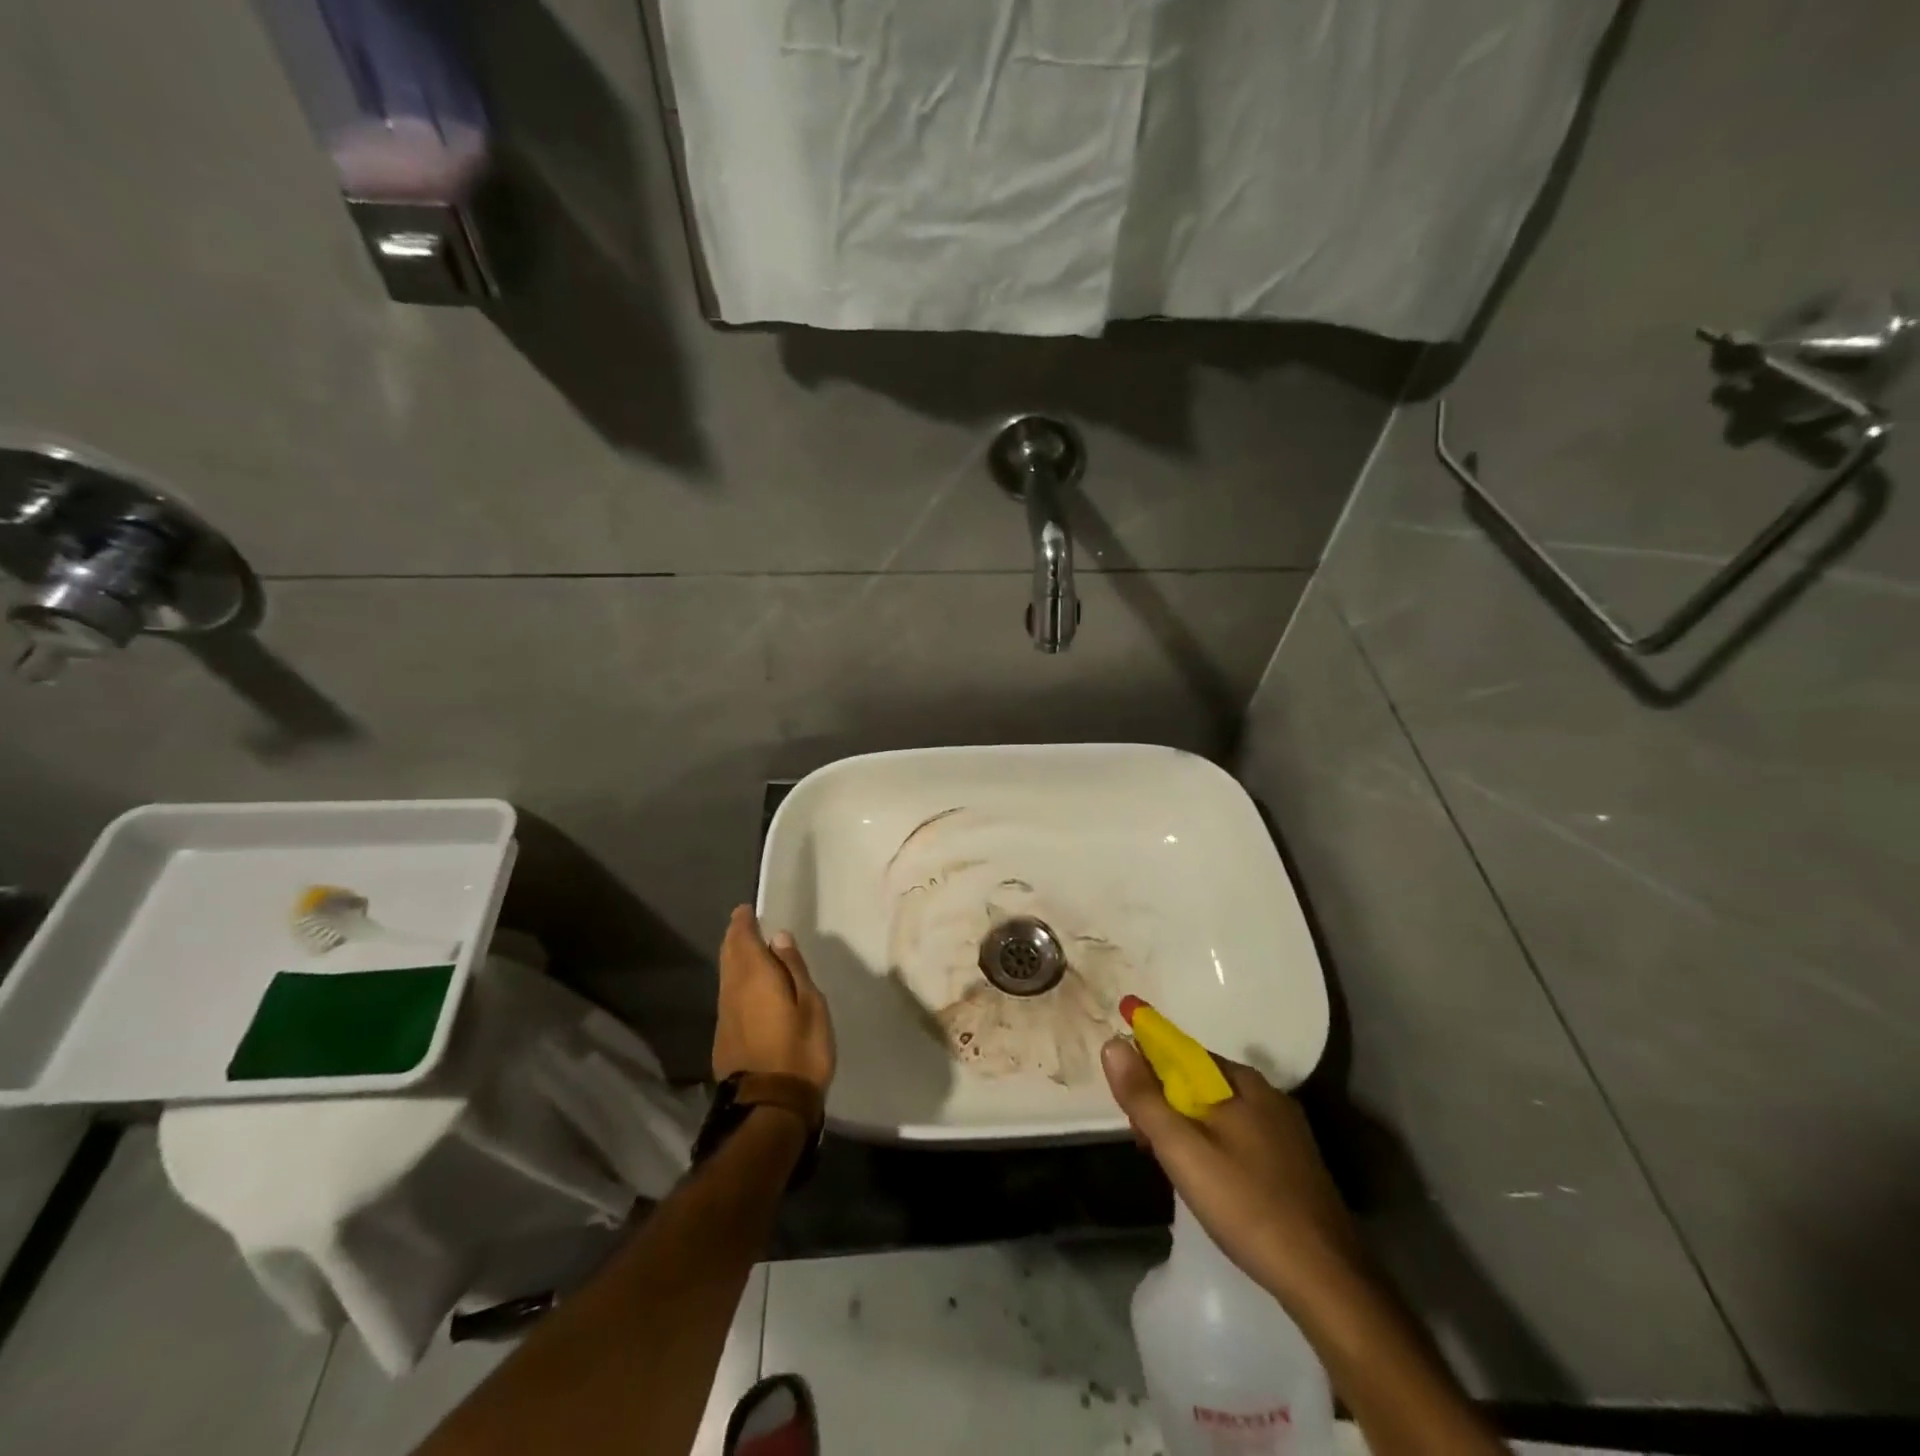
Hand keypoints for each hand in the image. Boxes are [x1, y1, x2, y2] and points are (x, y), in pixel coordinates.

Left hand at [714, 906, 835, 1093]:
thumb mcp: (811, 1004)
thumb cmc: (800, 1050)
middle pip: (729, 956)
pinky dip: (734, 981)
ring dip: (733, 958)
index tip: (745, 910)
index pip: (743, 940)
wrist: (769, 1107)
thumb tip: (779, 937)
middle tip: (742, 923)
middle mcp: (733, 991)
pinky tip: (745, 986)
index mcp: (755, 977)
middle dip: (734, 937)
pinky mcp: (724, 1038)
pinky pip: (728, 996)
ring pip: (725, 976)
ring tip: (744, 949)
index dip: (743, 923)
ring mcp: (725, 1016)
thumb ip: (793, 969)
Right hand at [1102, 1038, 1362, 1304]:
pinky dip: (1215, 1146)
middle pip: (1201, 1082)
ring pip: (1222, 1112)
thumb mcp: (1183, 1150)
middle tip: (1146, 1142)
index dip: (1149, 1065)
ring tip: (1171, 1166)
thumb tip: (1113, 1043)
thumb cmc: (1247, 1205)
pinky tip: (1210, 1182)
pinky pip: (1242, 1137)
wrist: (1327, 1280)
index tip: (1128, 1099)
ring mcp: (1287, 1131)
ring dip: (1188, 1127)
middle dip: (1166, 1102)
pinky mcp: (1296, 1165)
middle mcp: (1268, 1095)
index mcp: (1242, 1082)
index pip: (1183, 1052)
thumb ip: (1145, 1097)